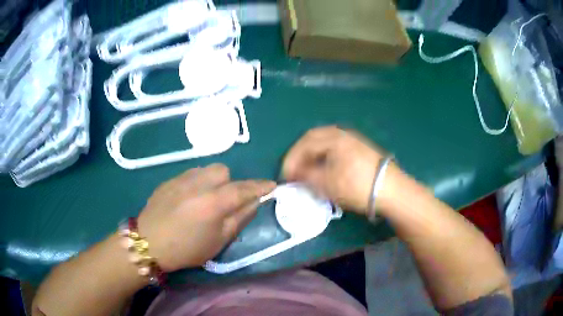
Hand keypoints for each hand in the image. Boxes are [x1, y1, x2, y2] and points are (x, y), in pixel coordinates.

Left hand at [137, 164, 275, 271]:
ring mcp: (181, 179)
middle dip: (230, 182)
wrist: (149, 243)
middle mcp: (198, 184)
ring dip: (213, 180)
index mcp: (213, 203)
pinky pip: (190, 174)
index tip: (271, 185)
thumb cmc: (187, 248)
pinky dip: (196, 182)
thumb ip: (239, 219)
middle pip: (223, 170)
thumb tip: (254, 202)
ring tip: (206, 197)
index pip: (243, 189)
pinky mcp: (169, 180)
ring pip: (205, 169)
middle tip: (225, 200)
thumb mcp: (219, 241)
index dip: (260, 186)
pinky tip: (189, 198)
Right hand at [283, 126, 383, 213]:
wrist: (391, 190)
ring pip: (325, 145)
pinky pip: (335, 150)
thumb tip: (295, 174)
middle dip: (300, 155)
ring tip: (307, 172)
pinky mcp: (360, 150)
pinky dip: (324, 158)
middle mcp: (342, 134)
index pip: (304, 144)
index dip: (291, 159)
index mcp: (333, 138)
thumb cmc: (357, 186)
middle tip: (293, 171)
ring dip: (312, 156)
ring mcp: (353, 141)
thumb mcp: (328, 184)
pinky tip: (324, 170)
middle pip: (314, 140)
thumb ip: (307, 176)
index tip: (285, 175)